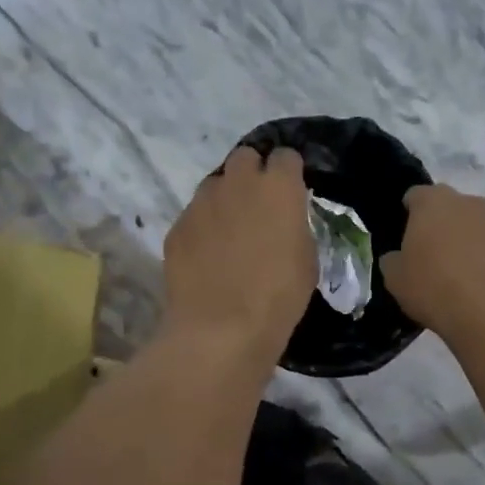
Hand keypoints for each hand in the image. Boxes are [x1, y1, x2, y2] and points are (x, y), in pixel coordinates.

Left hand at [164, 146, 315, 362]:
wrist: (221, 328)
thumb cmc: (278, 296)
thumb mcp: (306, 259)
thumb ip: (295, 226)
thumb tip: (284, 220)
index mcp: (278, 187)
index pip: (285, 156)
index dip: (289, 173)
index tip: (292, 193)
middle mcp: (238, 183)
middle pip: (245, 157)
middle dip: (253, 174)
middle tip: (260, 206)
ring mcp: (202, 202)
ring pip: (215, 184)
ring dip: (226, 199)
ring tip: (231, 232)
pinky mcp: (178, 226)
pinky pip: (194, 215)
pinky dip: (203, 227)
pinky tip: (208, 256)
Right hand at [379, 185, 484, 341]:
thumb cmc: (433, 287)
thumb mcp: (394, 278)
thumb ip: (392, 259)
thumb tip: (398, 257)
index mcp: (432, 201)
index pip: (415, 195)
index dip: (408, 214)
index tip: (404, 238)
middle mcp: (466, 202)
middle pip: (446, 206)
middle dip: (437, 224)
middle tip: (427, 254)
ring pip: (471, 224)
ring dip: (462, 239)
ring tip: (454, 272)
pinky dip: (481, 256)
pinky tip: (474, 282)